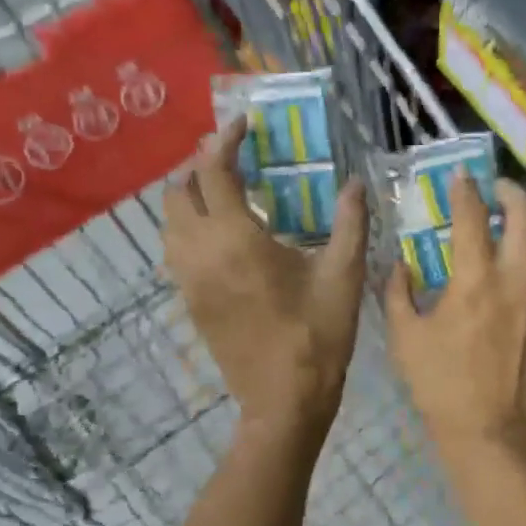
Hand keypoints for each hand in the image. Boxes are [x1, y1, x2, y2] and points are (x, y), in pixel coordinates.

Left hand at [163, 118, 367, 437]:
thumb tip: (356, 182)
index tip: (244, 126)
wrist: (284, 400)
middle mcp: (200, 253)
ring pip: (169, 222)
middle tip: (235, 158)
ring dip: (189, 196)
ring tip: (226, 191)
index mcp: (237, 240)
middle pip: (177, 192)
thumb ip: (350, 222)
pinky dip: (189, 226)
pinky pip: (174, 249)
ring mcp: (188, 280)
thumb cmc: (319, 334)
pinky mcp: (190, 301)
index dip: (224, 142)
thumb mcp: (344, 275)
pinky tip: (222, 234)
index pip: (213, 172)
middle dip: (200, 165)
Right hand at [385, 171, 525, 475]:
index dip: (465, 189)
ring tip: (517, 231)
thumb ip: (398, 294)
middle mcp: (520, 278)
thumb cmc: (445, 389)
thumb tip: (399, 266)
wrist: (499, 437)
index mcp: (476, 278)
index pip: (472, 215)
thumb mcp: (406, 340)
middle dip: (512, 193)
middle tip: (499, 191)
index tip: (461, 176)